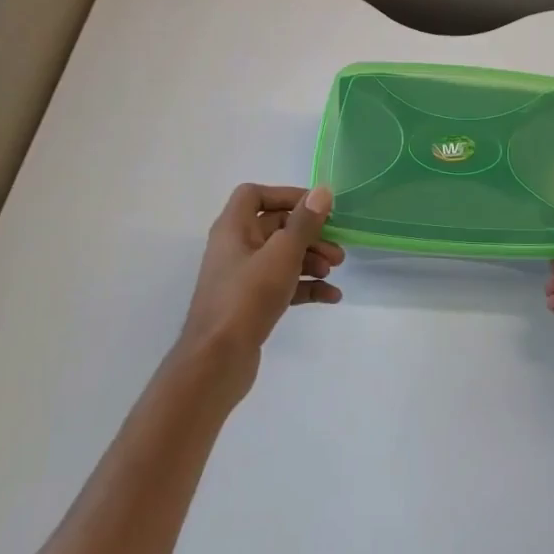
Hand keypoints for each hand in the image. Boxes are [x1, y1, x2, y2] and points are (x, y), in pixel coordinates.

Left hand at [178, 185, 342, 368]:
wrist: (216, 362)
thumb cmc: (247, 298)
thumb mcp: (282, 254)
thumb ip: (305, 222)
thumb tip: (323, 191)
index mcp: (233, 229)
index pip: (254, 194)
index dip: (286, 195)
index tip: (316, 207)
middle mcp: (235, 248)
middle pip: (276, 227)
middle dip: (309, 234)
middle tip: (337, 248)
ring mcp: (242, 278)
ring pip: (282, 257)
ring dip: (311, 260)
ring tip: (335, 271)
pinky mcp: (251, 305)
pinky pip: (283, 285)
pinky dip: (306, 287)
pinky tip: (331, 296)